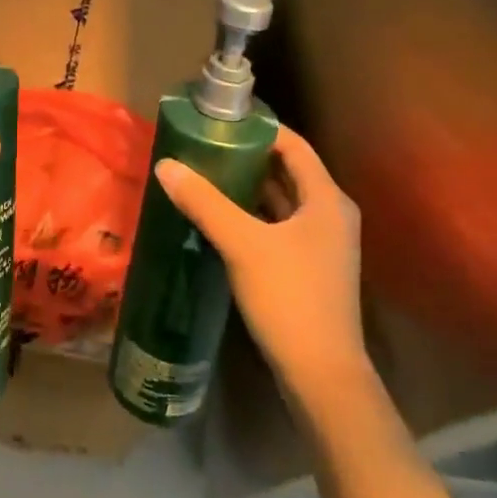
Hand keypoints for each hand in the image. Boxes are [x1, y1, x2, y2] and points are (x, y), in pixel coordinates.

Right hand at [154, 126, 366, 403]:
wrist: (322, 376)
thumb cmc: (290, 298)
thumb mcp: (242, 244)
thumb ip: (204, 202)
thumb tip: (166, 165)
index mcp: (326, 199)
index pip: (294, 146)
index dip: (261, 129)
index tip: (222, 121)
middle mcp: (331, 215)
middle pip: (288, 171)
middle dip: (249, 157)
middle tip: (206, 146)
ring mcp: (323, 245)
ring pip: (283, 202)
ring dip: (249, 187)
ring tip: (207, 175)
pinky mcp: (310, 269)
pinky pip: (280, 227)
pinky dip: (254, 216)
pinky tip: (221, 218)